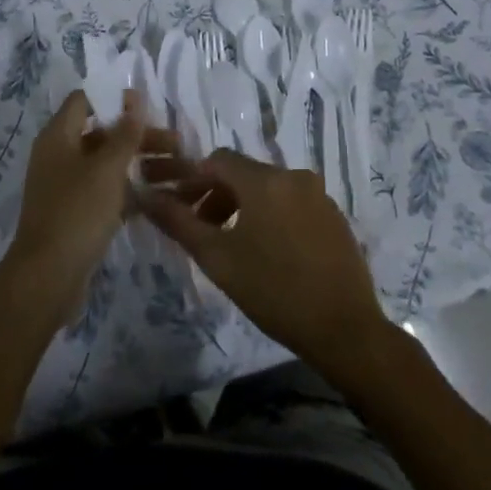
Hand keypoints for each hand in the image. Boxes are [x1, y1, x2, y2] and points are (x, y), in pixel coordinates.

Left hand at [5, 90, 170, 312]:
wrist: (48, 277)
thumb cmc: (77, 212)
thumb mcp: (106, 168)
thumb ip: (124, 132)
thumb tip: (133, 97)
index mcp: (58, 136)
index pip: (84, 100)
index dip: (114, 99)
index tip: (149, 106)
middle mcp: (59, 155)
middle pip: (102, 133)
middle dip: (139, 136)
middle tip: (178, 145)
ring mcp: (67, 186)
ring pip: (108, 165)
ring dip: (140, 164)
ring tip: (180, 172)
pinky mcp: (77, 213)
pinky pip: (107, 192)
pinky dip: (130, 191)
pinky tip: (161, 198)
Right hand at [139, 151, 392, 382]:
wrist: (345, 329)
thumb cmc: (273, 290)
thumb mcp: (217, 258)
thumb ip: (178, 222)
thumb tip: (145, 196)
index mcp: (265, 180)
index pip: (217, 160)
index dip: (192, 180)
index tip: (179, 208)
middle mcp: (294, 176)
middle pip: (244, 174)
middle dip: (216, 195)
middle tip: (200, 230)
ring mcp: (319, 196)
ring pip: (269, 189)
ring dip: (242, 207)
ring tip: (231, 244)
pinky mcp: (335, 218)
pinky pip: (292, 204)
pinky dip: (271, 216)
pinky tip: (267, 252)